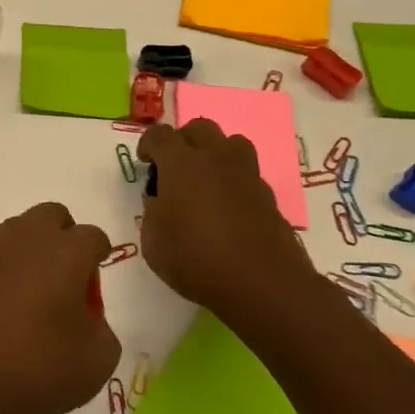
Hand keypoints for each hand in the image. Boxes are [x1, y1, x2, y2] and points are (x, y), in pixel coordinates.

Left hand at [0, 203, 118, 413]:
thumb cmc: (35, 364)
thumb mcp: (95, 360)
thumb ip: (100, 329)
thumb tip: (85, 318)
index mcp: (65, 251)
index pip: (92, 236)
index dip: (100, 257)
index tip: (97, 285)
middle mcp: (27, 240)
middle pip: (52, 217)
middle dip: (66, 238)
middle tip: (70, 281)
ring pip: (22, 233)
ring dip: (36, 253)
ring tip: (42, 299)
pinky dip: (11, 273)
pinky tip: (13, 310)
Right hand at [137, 120, 321, 323]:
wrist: (264, 285)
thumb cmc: (196, 259)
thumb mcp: (152, 240)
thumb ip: (152, 212)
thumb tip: (161, 201)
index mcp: (182, 164)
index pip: (159, 134)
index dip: (147, 144)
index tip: (145, 164)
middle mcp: (216, 160)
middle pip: (200, 128)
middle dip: (183, 141)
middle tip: (174, 168)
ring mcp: (248, 176)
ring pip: (231, 143)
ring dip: (215, 153)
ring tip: (205, 180)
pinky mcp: (269, 197)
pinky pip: (248, 174)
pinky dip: (234, 182)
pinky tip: (227, 209)